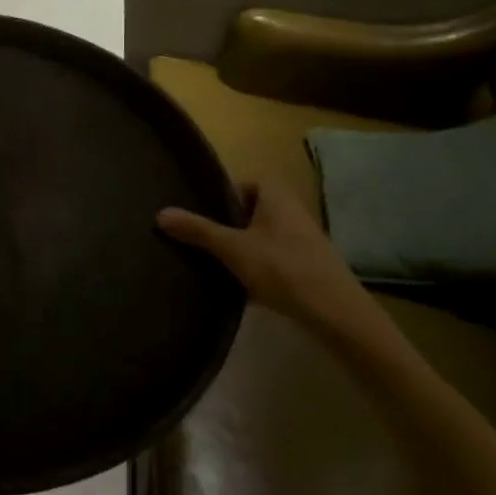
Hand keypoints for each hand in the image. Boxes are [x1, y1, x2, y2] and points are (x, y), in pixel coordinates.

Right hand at [158, 180, 378, 337]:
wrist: (335, 312)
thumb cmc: (282, 268)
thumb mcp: (232, 248)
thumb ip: (197, 230)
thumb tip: (160, 213)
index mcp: (276, 195)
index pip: (245, 182)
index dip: (224, 195)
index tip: (203, 214)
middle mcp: (293, 210)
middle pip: (252, 209)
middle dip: (229, 224)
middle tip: (204, 240)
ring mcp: (304, 238)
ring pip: (263, 235)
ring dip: (243, 247)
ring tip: (218, 264)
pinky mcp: (309, 265)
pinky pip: (275, 256)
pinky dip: (259, 266)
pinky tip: (243, 286)